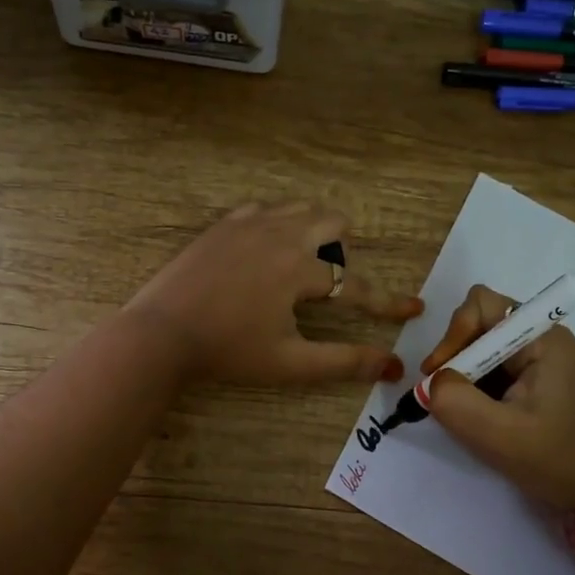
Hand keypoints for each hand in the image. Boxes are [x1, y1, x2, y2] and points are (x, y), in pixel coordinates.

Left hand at [125, 203, 420, 385]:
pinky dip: (277, 223)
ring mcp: (248, 223)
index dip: (387, 302)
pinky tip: (264, 249)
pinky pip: (264, 209)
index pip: (356, 285)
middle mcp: (280, 234)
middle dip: (344, 250)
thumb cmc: (227, 351)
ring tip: (300, 264)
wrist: (160, 332)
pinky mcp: (223, 224)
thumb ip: (343, 362)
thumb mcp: (289, 363)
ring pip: (299, 208)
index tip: (415, 308)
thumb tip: (392, 366)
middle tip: (327, 283)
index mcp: (299, 269)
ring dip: (313, 230)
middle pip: (333, 222)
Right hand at [420, 283, 574, 513]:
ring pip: (482, 349)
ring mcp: (538, 362)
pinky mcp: (534, 383)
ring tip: (459, 411)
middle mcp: (541, 339)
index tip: (439, 374)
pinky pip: (491, 371)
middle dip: (455, 357)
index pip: (482, 305)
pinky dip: (474, 389)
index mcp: (542, 339)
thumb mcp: (499, 435)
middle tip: (442, 396)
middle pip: (479, 324)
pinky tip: (476, 418)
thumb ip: (454, 401)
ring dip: (463, 376)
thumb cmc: (559, 461)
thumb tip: (430, 384)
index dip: (454, 333)